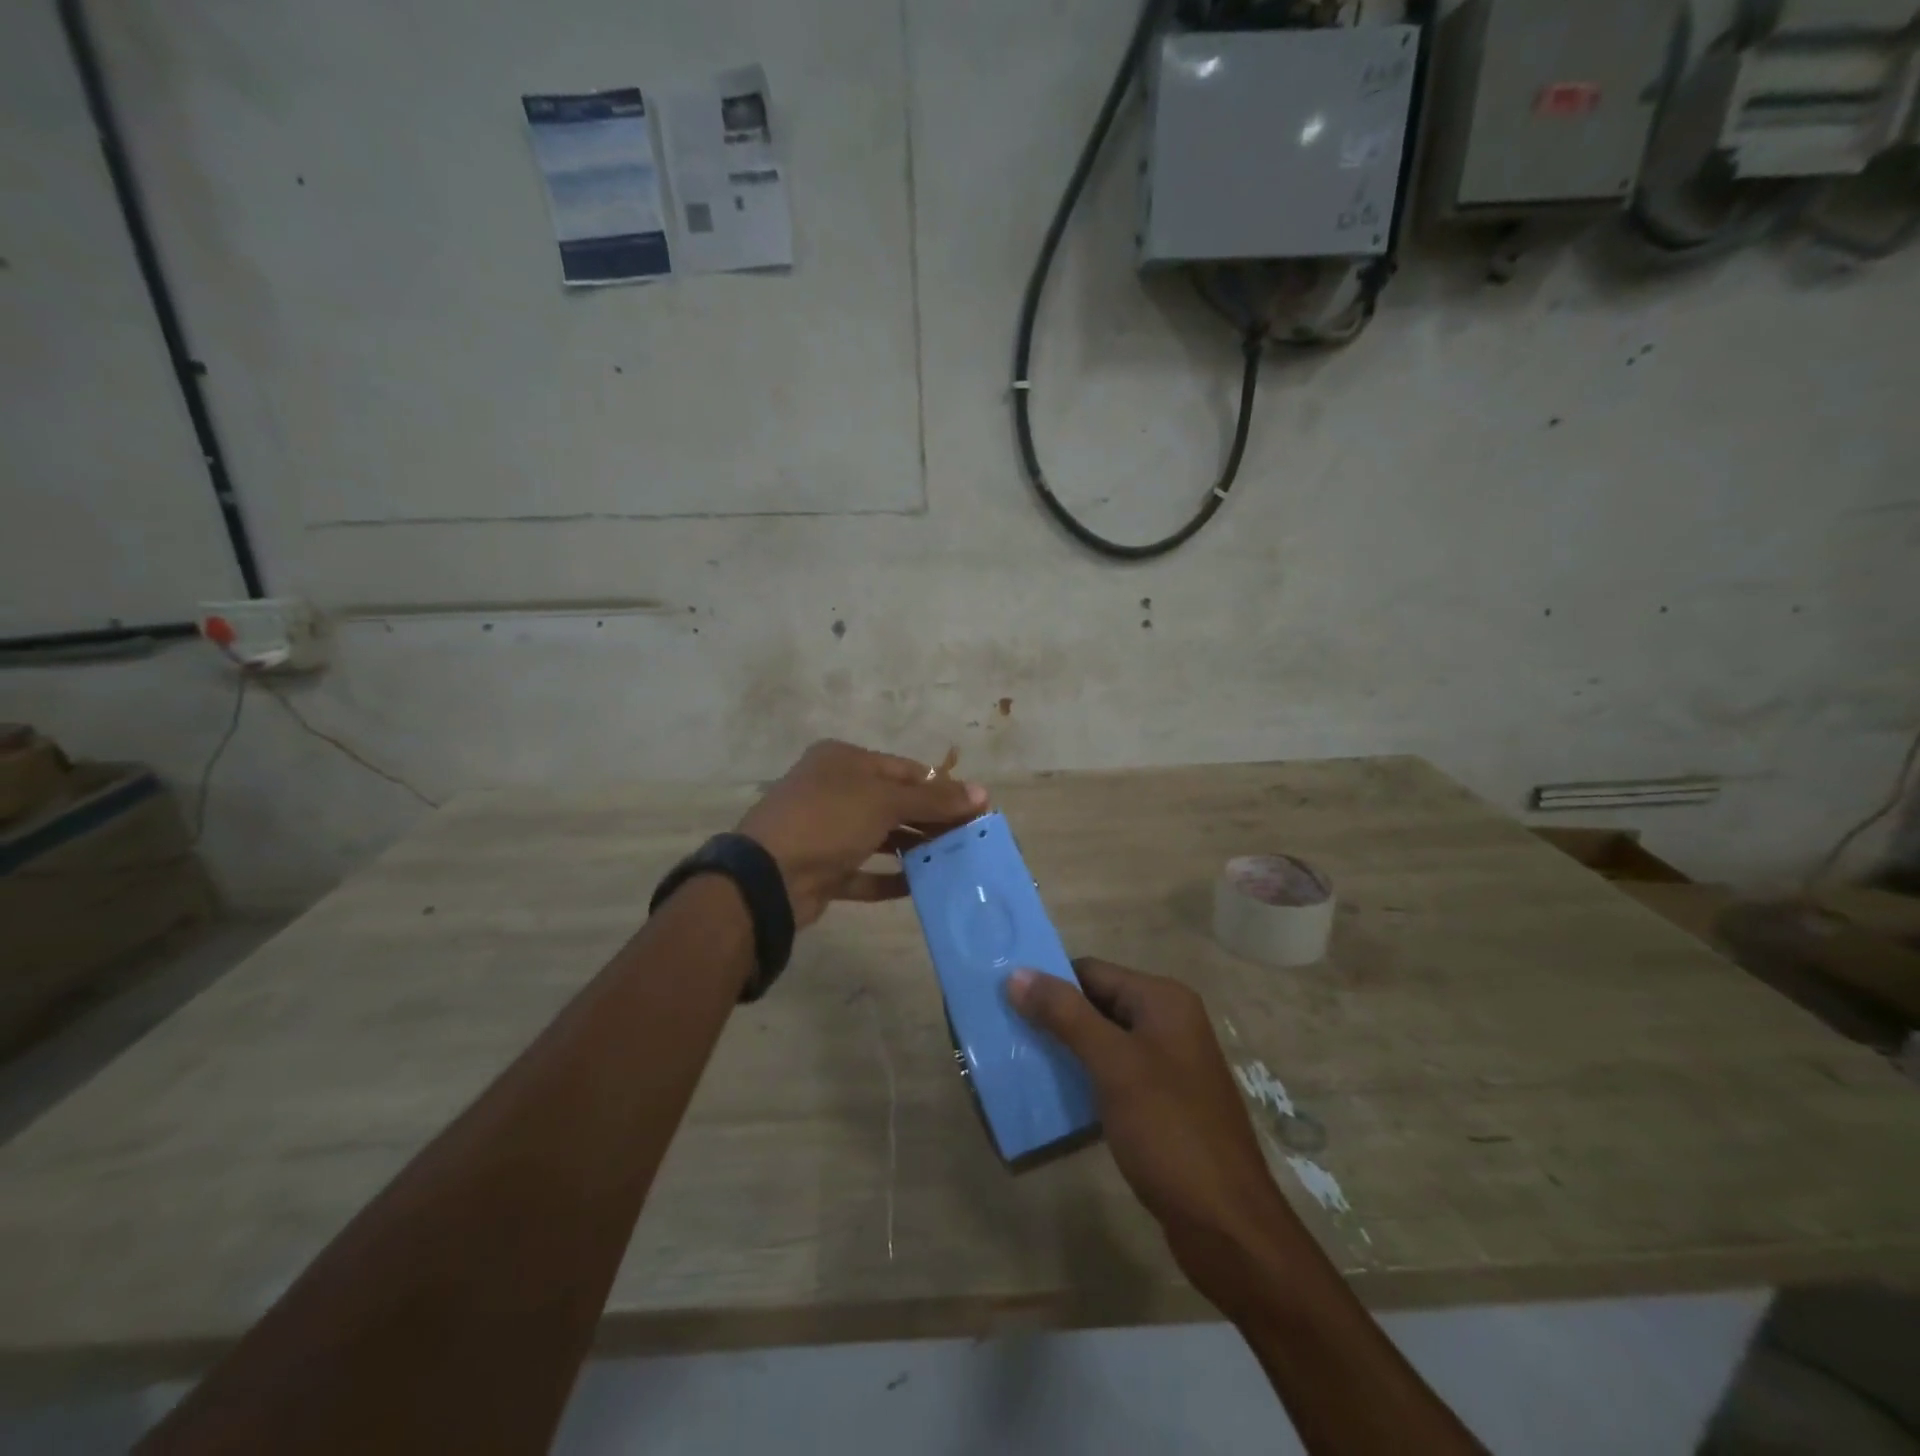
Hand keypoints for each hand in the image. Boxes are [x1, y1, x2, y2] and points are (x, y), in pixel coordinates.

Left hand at [737, 740, 987, 929]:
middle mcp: (833, 790)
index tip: (975, 808)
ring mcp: (826, 831)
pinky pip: (864, 871)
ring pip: (880, 837)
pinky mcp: (823, 869)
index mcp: (843, 761)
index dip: (941, 787)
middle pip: (894, 803)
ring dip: (914, 848)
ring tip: (953, 861)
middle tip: (970, 838)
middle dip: (931, 820)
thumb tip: (982, 793)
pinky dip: (890, 878)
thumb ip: (933, 799)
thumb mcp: (885, 802)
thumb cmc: (829, 820)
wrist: (768, 875)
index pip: (904, 770)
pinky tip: (920, 885)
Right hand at [1006, 959, 1299, 1310]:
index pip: (1092, 972)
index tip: (1004, 1001)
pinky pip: (1114, 1075)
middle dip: (1053, 1018)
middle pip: (1097, 1004)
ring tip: (1019, 1063)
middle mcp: (1169, 1022)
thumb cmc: (1169, 1132)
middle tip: (1005, 1033)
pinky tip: (1053, 1098)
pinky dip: (1084, 1080)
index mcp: (1163, 1001)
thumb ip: (1065, 1015)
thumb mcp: (1113, 1065)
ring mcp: (1168, 1064)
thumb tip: (1017, 973)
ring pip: (1103, 1042)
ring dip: (1065, 1051)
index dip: (1049, 983)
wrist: (1227, 1226)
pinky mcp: (1163, 1102)